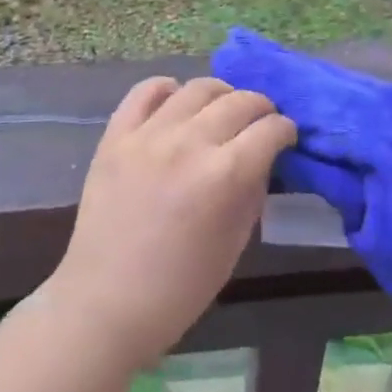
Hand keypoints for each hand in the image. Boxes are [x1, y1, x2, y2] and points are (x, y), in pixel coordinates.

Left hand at [49, 77, 296, 368]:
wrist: (105, 303)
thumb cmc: (180, 288)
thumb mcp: (235, 243)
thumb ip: (252, 192)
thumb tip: (262, 159)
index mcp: (224, 175)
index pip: (269, 130)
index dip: (285, 130)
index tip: (286, 137)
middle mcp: (189, 143)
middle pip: (239, 101)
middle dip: (260, 108)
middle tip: (261, 122)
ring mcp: (147, 135)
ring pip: (197, 88)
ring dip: (221, 94)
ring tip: (223, 108)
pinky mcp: (115, 136)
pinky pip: (145, 92)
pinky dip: (167, 89)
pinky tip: (177, 102)